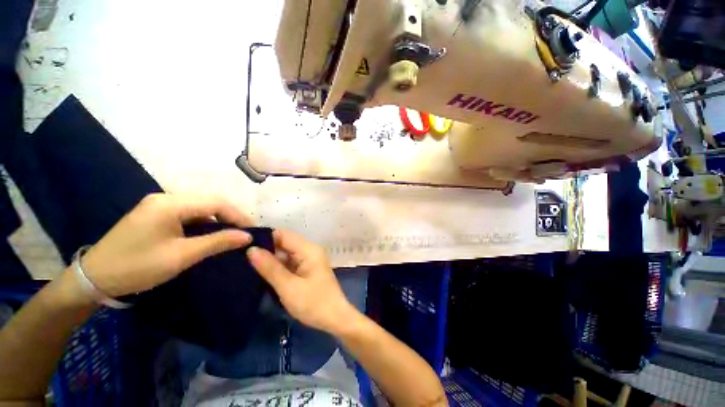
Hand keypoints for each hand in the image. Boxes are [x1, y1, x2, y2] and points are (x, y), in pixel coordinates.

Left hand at [80, 193, 252, 296]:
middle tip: (244, 233)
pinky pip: (189, 213)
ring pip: (201, 207)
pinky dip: (205, 222)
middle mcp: (166, 197)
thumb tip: (247, 237)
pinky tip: (209, 233)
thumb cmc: (137, 267)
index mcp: (170, 204)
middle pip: (210, 201)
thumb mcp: (181, 256)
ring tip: (231, 234)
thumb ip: (217, 242)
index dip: (238, 215)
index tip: (252, 231)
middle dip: (231, 216)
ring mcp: (159, 204)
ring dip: (219, 219)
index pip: (216, 202)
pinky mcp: (156, 213)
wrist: (94, 277)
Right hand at [247, 230, 356, 334]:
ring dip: (270, 258)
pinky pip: (290, 262)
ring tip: (246, 263)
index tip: (242, 245)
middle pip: (284, 242)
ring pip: (286, 253)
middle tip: (241, 257)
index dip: (264, 237)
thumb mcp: (288, 287)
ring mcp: (309, 259)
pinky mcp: (308, 268)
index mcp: (308, 249)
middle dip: (265, 249)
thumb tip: (251, 250)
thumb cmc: (313, 303)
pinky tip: (262, 272)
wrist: (335, 318)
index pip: (283, 234)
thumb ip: (270, 268)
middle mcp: (310, 250)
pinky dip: (278, 266)